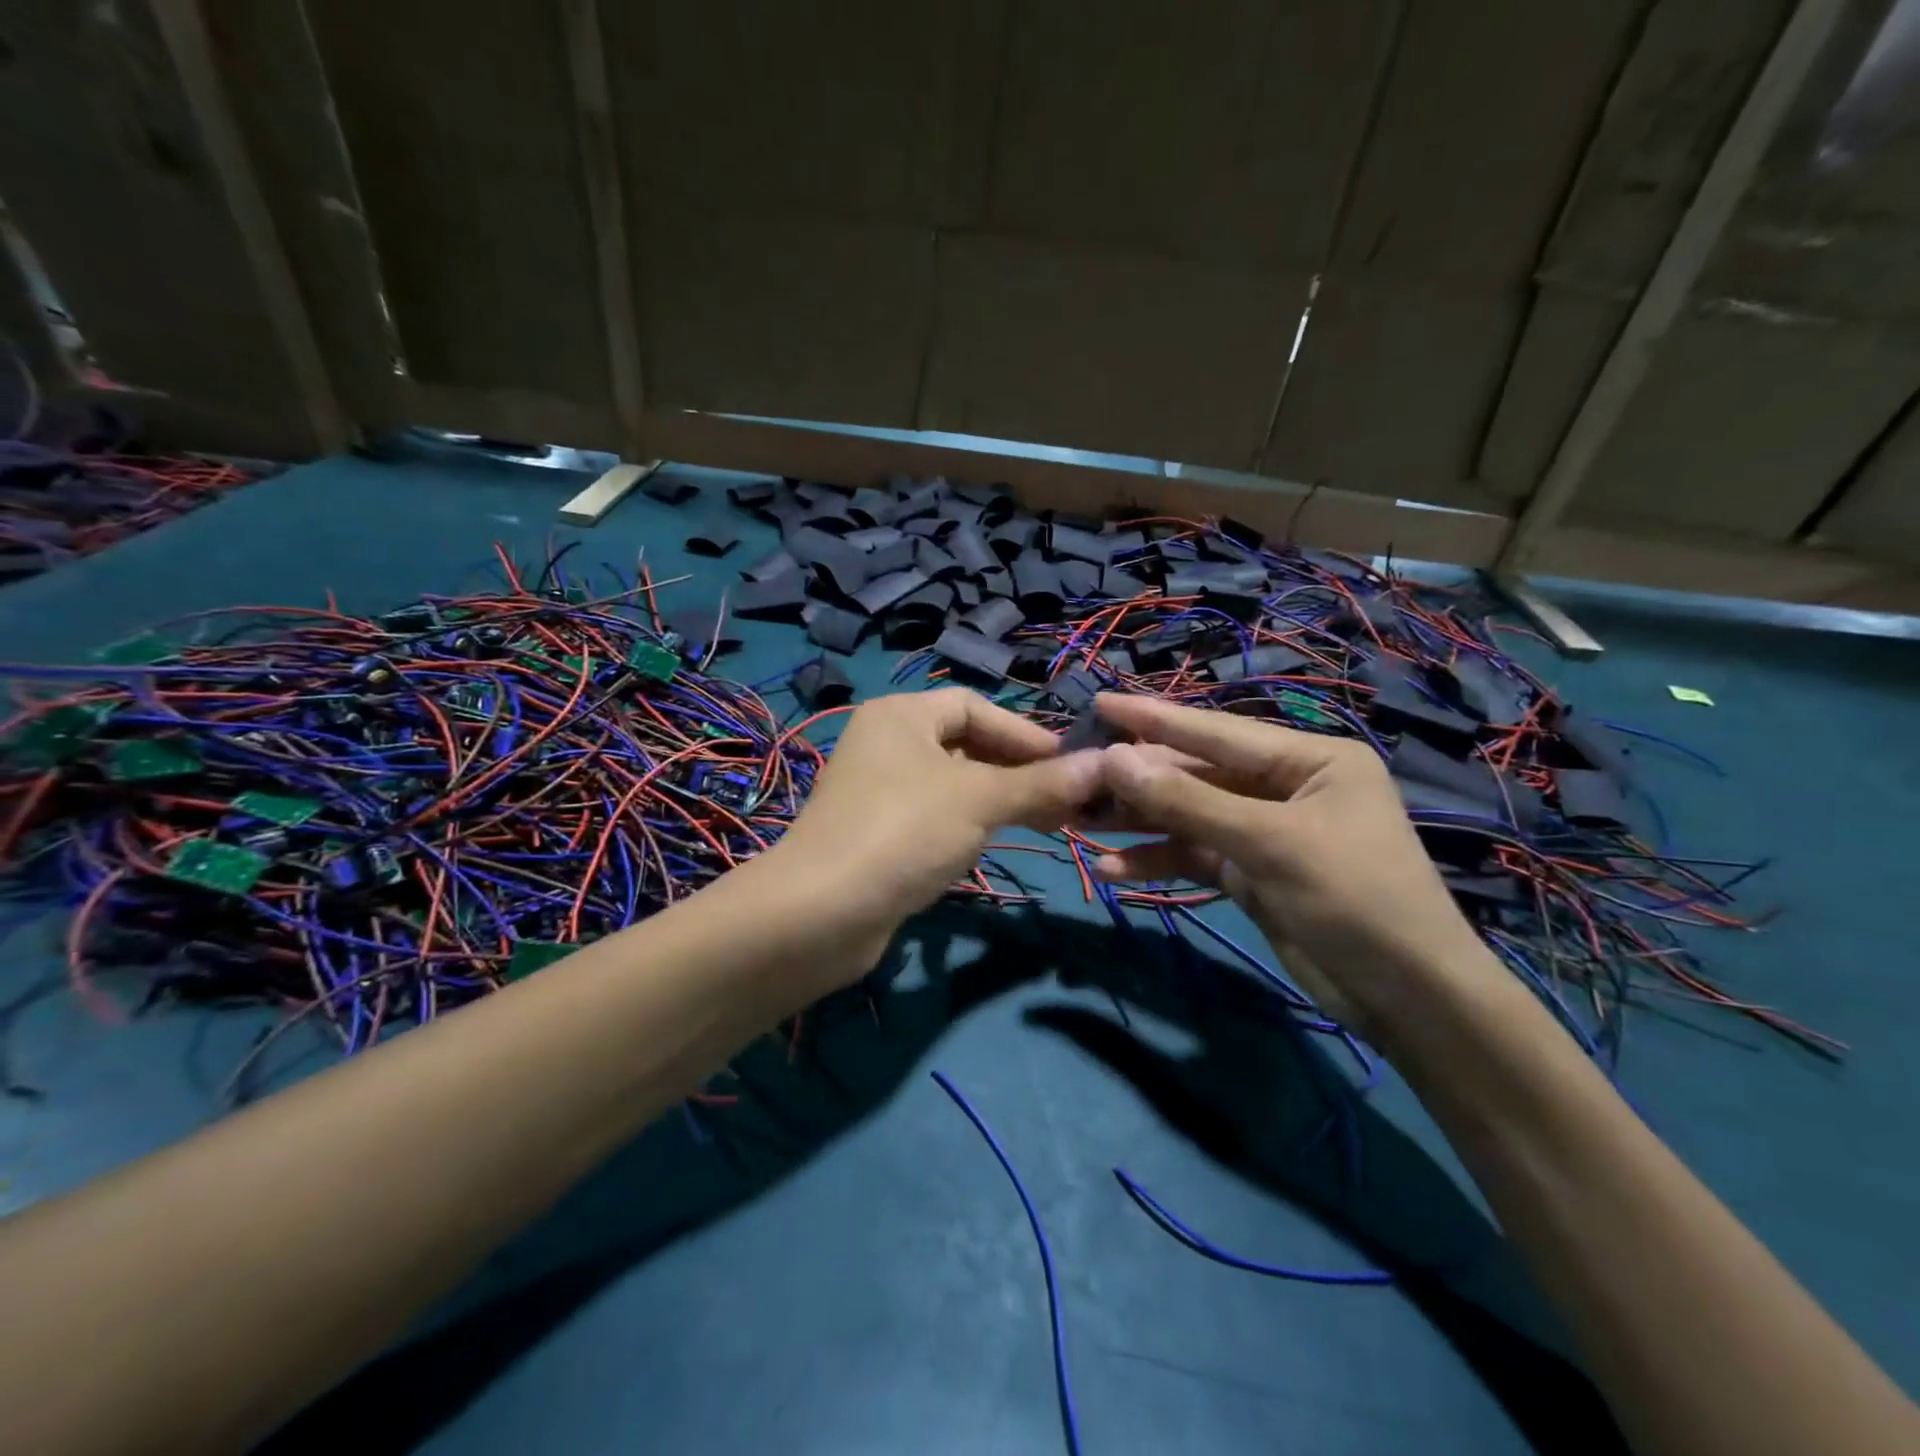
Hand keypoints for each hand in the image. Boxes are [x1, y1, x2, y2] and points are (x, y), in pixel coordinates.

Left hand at [772, 688, 1101, 949]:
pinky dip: (968, 825)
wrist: (821, 914)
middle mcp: (886, 744)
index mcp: (901, 716)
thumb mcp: (980, 800)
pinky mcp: (877, 835)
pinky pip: (934, 817)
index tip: (1071, 764)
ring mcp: (878, 792)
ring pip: (953, 785)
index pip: (974, 706)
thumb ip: (1041, 783)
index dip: (1024, 733)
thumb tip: (1105, 765)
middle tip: (1067, 800)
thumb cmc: (905, 832)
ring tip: (1045, 823)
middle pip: (965, 745)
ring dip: (998, 800)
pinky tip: (994, 844)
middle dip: (1017, 771)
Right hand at [1089, 694, 1501, 1046]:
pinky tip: (1114, 870)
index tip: (1099, 703)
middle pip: (1197, 774)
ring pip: (1189, 816)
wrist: (1409, 999)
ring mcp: (1265, 832)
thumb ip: (1189, 801)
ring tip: (1081, 823)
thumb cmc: (1354, 899)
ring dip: (1141, 823)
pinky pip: (1195, 855)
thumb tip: (1115, 759)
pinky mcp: (1252, 873)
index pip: (1217, 731)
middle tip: (1077, 776)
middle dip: (1139, 781)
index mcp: (1308, 759)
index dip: (1154, 718)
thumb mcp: (1269, 844)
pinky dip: (1159, 861)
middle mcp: (1285, 787)